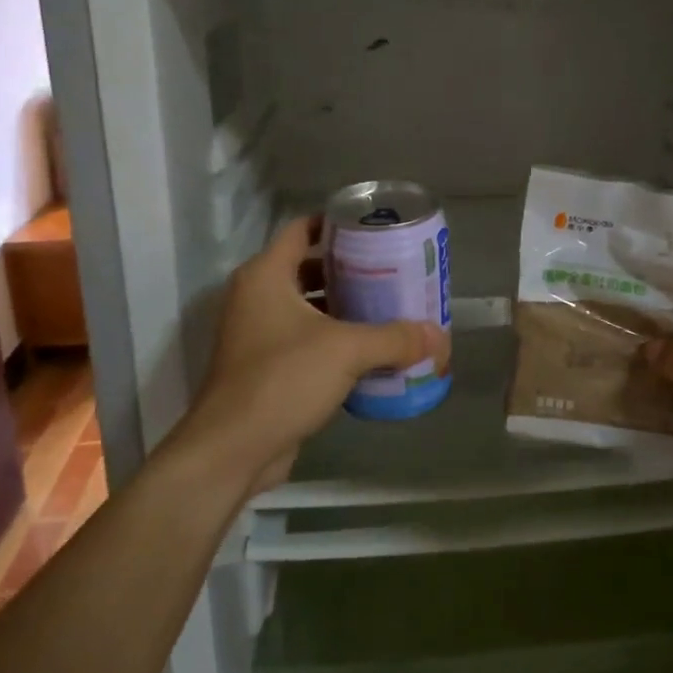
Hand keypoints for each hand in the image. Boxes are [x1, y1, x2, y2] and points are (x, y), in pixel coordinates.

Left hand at [181, 215, 449, 491]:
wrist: (233, 449)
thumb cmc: (283, 379)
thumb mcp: (347, 350)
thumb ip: (396, 338)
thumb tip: (439, 336)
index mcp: (266, 276)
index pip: (303, 229)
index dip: (337, 224)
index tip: (374, 229)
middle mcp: (257, 297)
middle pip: (309, 268)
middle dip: (351, 270)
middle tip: (393, 271)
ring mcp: (257, 334)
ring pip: (309, 307)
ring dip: (345, 307)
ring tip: (390, 308)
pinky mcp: (264, 367)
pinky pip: (305, 340)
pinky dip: (335, 340)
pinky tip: (371, 351)